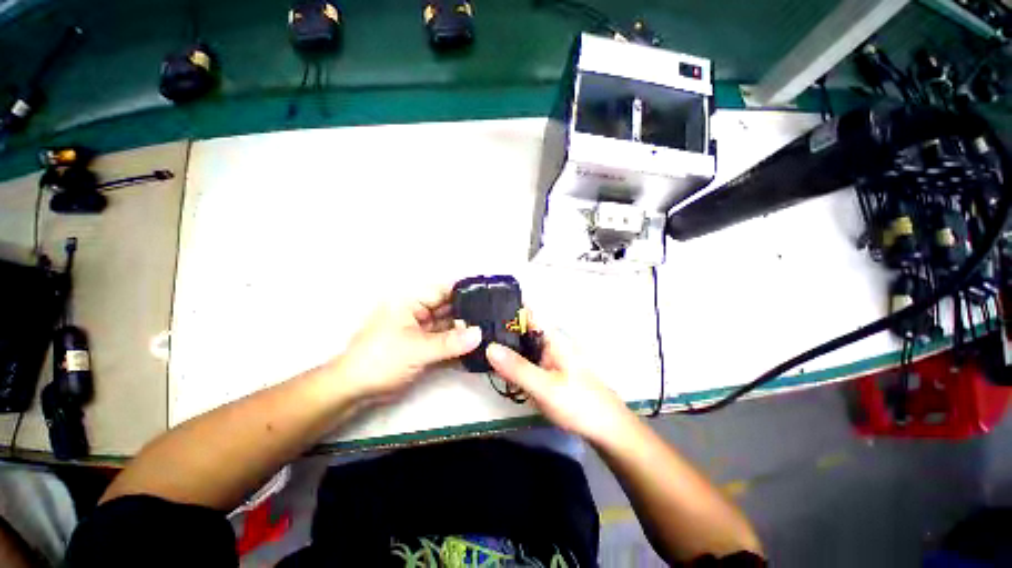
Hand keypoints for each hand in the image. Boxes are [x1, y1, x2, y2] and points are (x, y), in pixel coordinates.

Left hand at [330, 285, 481, 400]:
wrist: (355, 390)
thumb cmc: (382, 359)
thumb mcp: (417, 349)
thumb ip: (450, 342)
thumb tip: (479, 334)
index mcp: (411, 302)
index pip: (444, 290)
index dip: (466, 291)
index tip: (490, 295)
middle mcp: (419, 312)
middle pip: (449, 307)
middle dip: (470, 312)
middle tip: (495, 316)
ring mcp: (422, 329)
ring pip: (449, 324)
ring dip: (466, 329)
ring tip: (491, 329)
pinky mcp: (424, 345)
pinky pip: (446, 340)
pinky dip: (459, 342)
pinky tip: (477, 344)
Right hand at [486, 321, 633, 445]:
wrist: (606, 428)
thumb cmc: (579, 402)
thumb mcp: (545, 386)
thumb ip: (517, 368)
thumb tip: (489, 347)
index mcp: (552, 338)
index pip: (527, 313)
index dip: (507, 308)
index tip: (483, 308)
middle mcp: (548, 343)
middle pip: (520, 330)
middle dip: (499, 330)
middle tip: (473, 334)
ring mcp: (547, 358)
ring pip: (521, 346)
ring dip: (503, 347)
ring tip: (477, 347)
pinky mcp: (546, 372)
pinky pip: (524, 362)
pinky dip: (510, 363)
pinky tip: (495, 367)